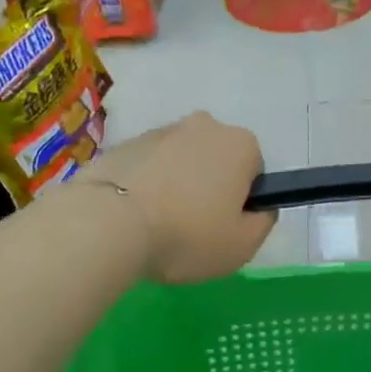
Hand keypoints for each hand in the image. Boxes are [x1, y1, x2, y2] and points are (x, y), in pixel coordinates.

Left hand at [89, 113, 275, 282]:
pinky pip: (148, 167)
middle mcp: (204, 126)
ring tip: (157, 225)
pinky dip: (146, 186)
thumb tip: (259, 208)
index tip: (224, 226)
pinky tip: (134, 216)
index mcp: (240, 144)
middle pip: (216, 160)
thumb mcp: (242, 245)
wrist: (107, 223)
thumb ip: (263, 223)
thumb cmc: (186, 234)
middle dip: (209, 187)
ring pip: (180, 161)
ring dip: (176, 185)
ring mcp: (161, 130)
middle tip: (192, 228)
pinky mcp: (125, 143)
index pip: (254, 171)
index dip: (242, 202)